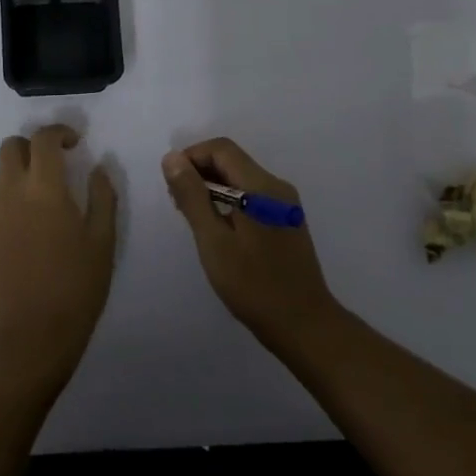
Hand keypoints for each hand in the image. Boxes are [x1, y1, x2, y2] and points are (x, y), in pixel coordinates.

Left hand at [0, 125, 117, 386]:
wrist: (32, 335)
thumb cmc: (77, 286)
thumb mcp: (103, 239)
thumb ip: (102, 196)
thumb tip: (98, 167)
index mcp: (45, 189)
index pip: (43, 139)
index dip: (59, 132)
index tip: (75, 143)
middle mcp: (12, 193)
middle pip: (10, 147)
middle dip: (32, 145)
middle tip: (55, 162)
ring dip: (18, 169)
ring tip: (42, 192)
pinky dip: (10, 197)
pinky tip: (30, 225)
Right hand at [162, 138, 339, 349]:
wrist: (304, 325)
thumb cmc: (254, 285)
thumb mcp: (214, 241)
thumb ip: (192, 196)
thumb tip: (172, 158)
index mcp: (261, 186)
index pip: (221, 149)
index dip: (191, 157)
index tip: (171, 184)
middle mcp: (277, 187)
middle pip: (232, 161)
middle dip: (200, 173)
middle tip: (177, 204)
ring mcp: (285, 204)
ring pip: (241, 179)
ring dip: (213, 188)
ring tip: (193, 219)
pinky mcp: (286, 220)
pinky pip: (252, 196)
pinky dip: (229, 201)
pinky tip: (217, 229)